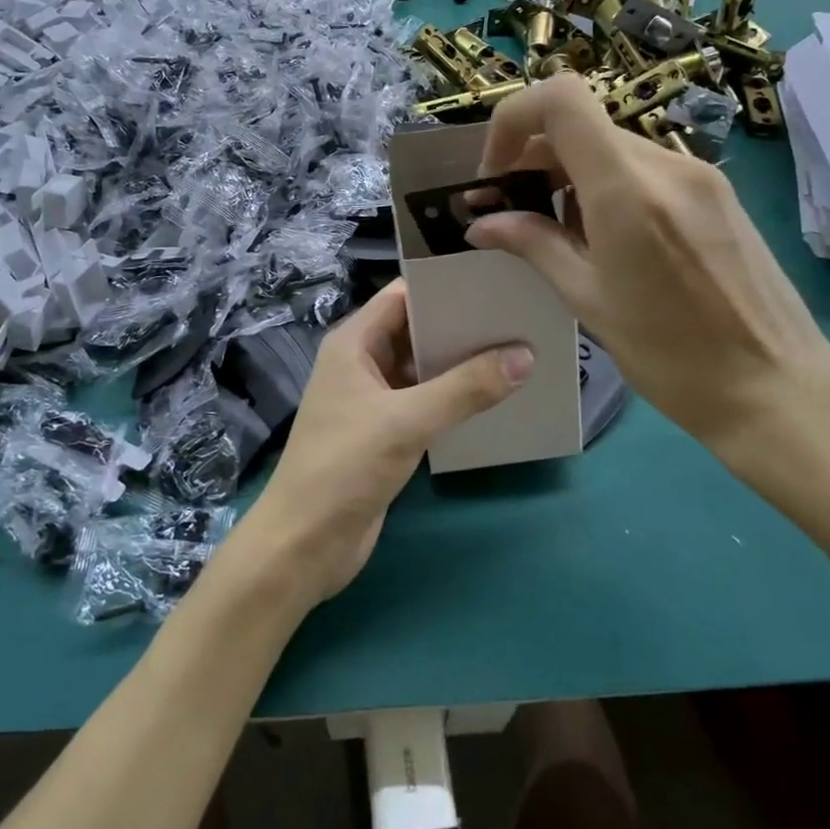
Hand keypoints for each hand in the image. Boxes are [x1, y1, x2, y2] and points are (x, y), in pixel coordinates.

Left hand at [230, 281, 530, 611]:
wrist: (305, 543)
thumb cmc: (344, 466)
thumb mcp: (406, 421)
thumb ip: (465, 389)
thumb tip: (525, 355)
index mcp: (353, 344)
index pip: (402, 296)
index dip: (444, 287)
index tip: (495, 284)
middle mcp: (362, 364)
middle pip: (416, 331)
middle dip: (461, 327)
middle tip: (519, 319)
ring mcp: (373, 400)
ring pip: (424, 370)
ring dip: (462, 365)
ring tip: (518, 353)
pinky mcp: (385, 433)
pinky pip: (426, 403)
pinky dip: (455, 399)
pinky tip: (495, 399)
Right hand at [464, 74, 829, 463]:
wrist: (776, 384)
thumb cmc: (671, 355)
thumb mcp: (588, 300)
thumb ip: (534, 245)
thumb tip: (482, 223)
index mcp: (627, 189)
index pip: (561, 99)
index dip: (513, 119)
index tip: (496, 171)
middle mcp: (665, 164)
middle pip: (582, 124)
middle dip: (533, 157)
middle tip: (511, 209)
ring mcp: (697, 174)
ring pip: (611, 146)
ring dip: (569, 174)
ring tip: (556, 231)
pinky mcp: (715, 192)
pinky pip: (644, 168)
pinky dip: (606, 185)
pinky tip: (605, 238)